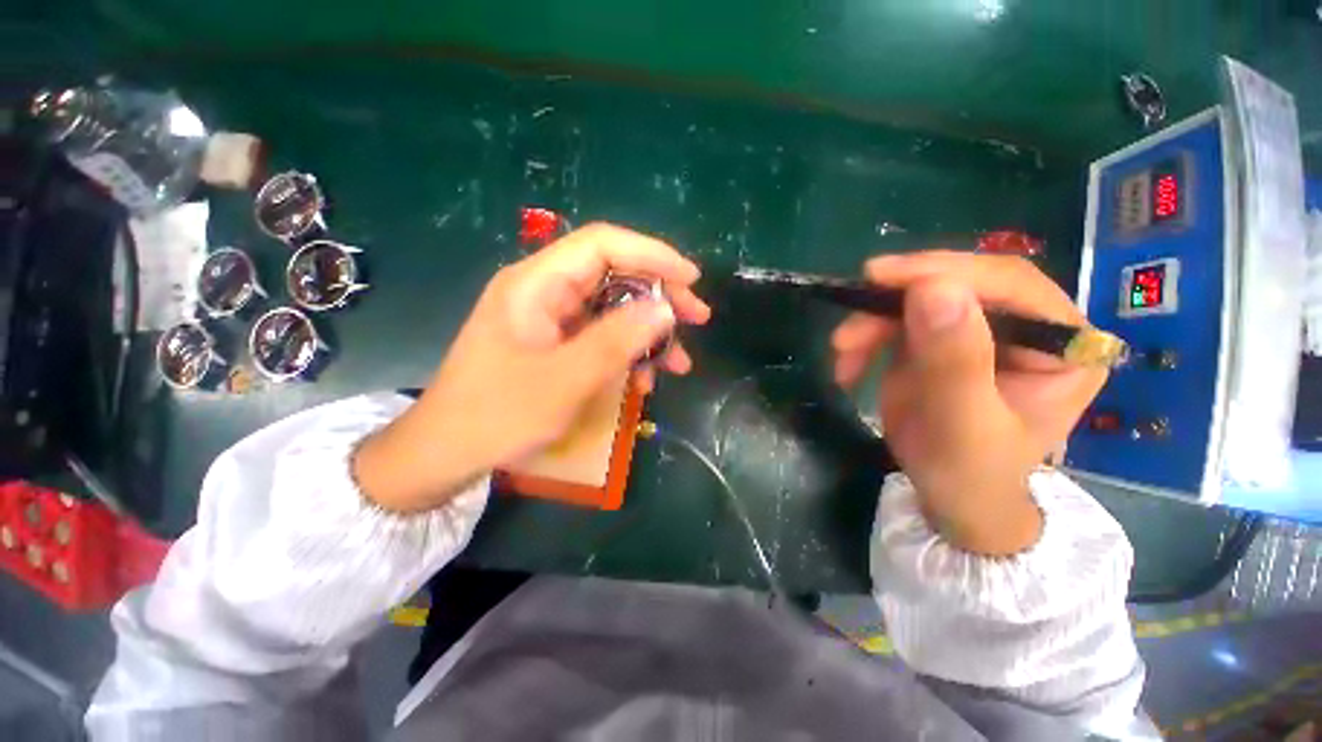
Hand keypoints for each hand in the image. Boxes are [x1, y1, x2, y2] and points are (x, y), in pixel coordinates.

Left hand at [355, 223, 710, 512]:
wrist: (449, 452)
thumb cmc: (499, 414)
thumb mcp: (566, 379)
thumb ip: (617, 340)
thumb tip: (665, 308)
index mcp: (537, 283)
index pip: (603, 244)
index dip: (652, 254)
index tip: (691, 279)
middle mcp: (544, 291)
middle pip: (613, 274)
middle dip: (658, 295)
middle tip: (696, 319)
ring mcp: (550, 318)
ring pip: (612, 308)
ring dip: (648, 332)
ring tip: (677, 363)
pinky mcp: (555, 342)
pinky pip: (601, 336)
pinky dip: (628, 352)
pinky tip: (644, 379)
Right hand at [831, 252, 1106, 554]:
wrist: (949, 496)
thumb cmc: (970, 473)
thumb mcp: (963, 424)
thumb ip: (955, 360)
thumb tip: (933, 289)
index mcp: (1063, 344)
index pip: (1009, 284)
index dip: (944, 272)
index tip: (881, 277)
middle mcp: (1025, 326)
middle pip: (957, 286)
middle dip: (894, 304)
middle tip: (848, 330)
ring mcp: (978, 330)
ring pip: (916, 301)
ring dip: (871, 325)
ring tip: (842, 356)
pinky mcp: (939, 339)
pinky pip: (895, 322)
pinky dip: (865, 340)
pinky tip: (848, 367)